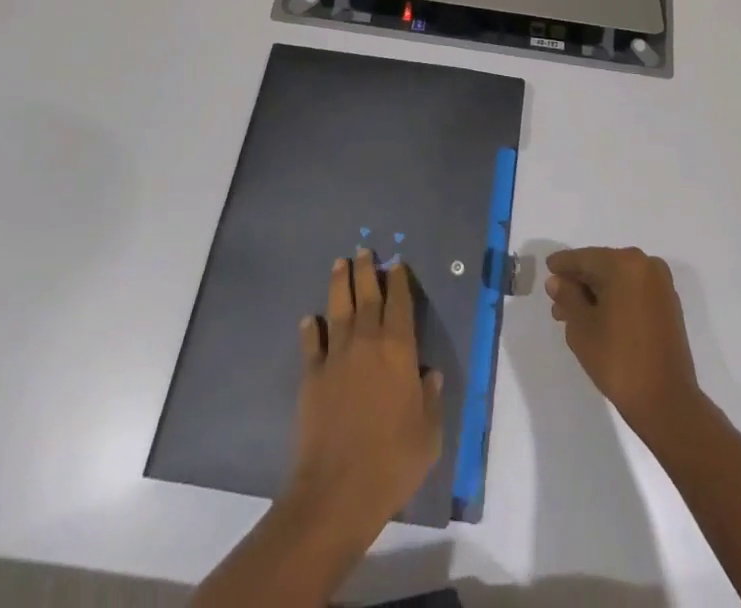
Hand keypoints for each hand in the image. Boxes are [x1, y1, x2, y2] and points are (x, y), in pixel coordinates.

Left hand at [284, 249, 442, 541]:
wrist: (337, 490)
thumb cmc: (393, 460)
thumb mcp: (429, 433)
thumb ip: (431, 398)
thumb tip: (429, 374)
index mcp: (399, 349)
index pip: (400, 303)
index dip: (399, 280)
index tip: (396, 263)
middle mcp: (367, 342)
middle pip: (367, 296)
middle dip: (366, 270)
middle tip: (364, 249)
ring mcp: (336, 356)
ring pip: (338, 308)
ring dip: (339, 284)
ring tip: (339, 263)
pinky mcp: (311, 376)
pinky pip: (312, 343)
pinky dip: (311, 328)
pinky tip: (309, 319)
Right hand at [546, 246, 704, 442]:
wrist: (667, 402)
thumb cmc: (618, 360)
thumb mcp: (581, 327)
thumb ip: (567, 297)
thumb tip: (557, 281)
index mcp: (625, 263)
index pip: (585, 258)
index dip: (563, 264)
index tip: (548, 268)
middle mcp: (646, 265)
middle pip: (602, 266)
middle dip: (579, 283)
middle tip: (557, 301)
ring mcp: (661, 285)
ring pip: (618, 280)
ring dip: (595, 293)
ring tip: (572, 316)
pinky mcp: (668, 305)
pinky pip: (633, 292)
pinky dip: (615, 299)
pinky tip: (598, 319)